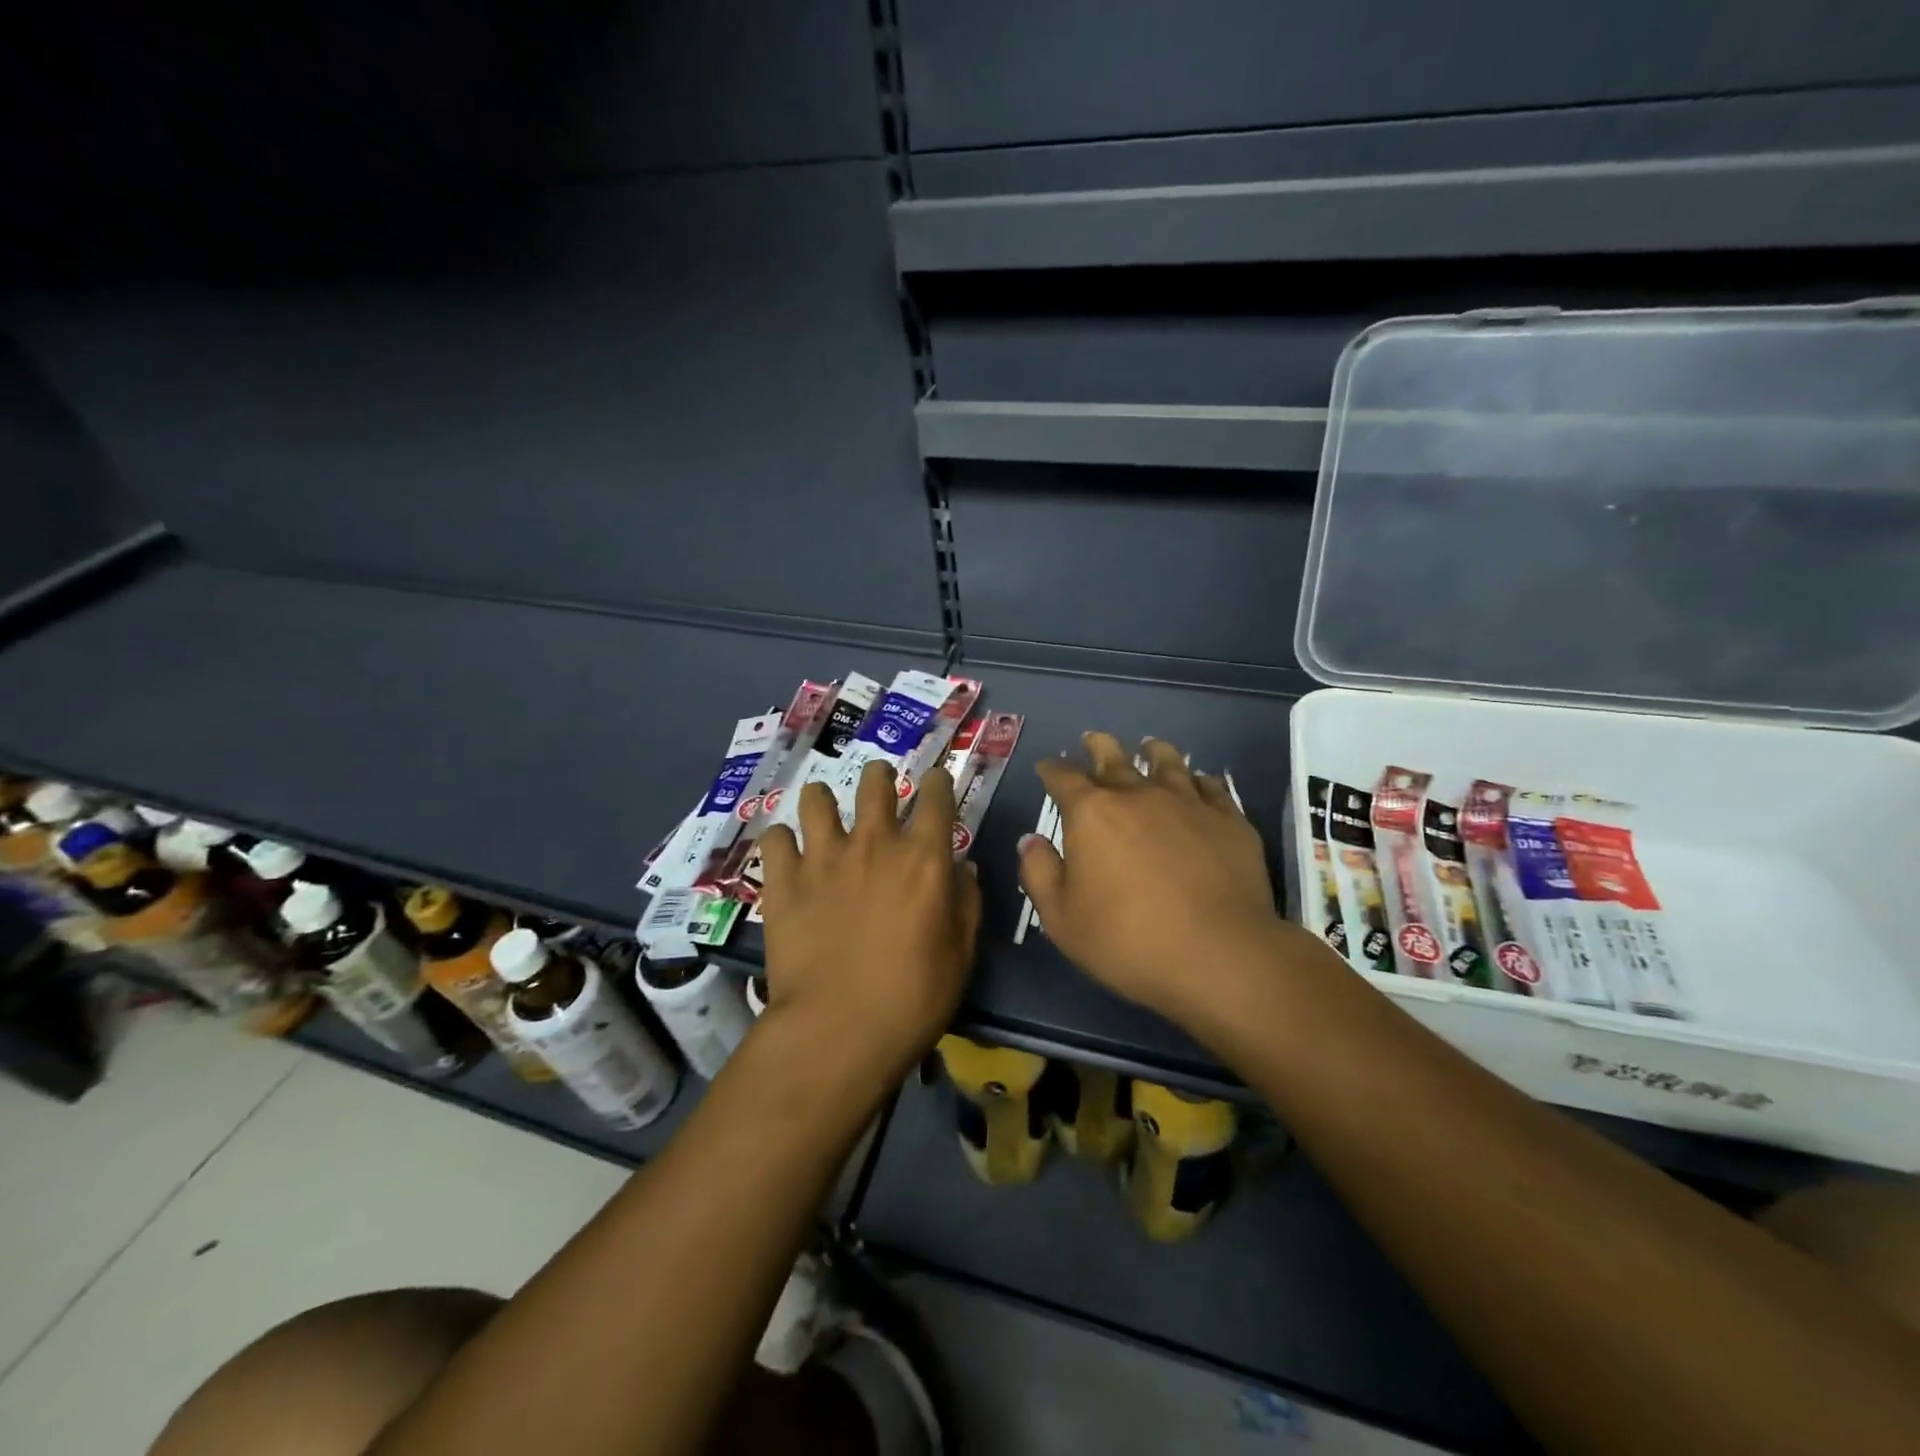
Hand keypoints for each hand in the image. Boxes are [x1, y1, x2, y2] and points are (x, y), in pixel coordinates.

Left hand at [757, 760, 981, 1079]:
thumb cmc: (913, 997)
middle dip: (880, 775)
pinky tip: (787, 855)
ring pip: (818, 798)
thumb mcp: (961, 953)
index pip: (936, 796)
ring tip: (824, 811)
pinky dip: (782, 842)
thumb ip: (966, 901)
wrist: (839, 1030)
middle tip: (880, 783)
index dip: (937, 782)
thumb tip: (962, 867)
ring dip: (823, 799)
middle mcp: (874, 842)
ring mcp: (823, 856)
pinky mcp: (783, 879)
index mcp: (924, 857)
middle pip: (875, 782)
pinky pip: (775, 838)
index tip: (935, 782)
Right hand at [1018, 732, 1297, 1022]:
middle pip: (1114, 758)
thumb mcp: (1061, 918)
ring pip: (1168, 762)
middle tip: (1092, 740)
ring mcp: (1188, 803)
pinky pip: (1211, 787)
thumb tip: (1031, 840)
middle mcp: (1138, 795)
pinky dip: (1199, 780)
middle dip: (1098, 747)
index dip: (1051, 770)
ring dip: (1153, 751)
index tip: (1046, 767)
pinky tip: (1199, 783)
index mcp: (1092, 814)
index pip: (1064, 778)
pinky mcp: (1229, 820)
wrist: (1218, 955)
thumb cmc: (1127, 940)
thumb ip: (1040, 873)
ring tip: (1150, 746)